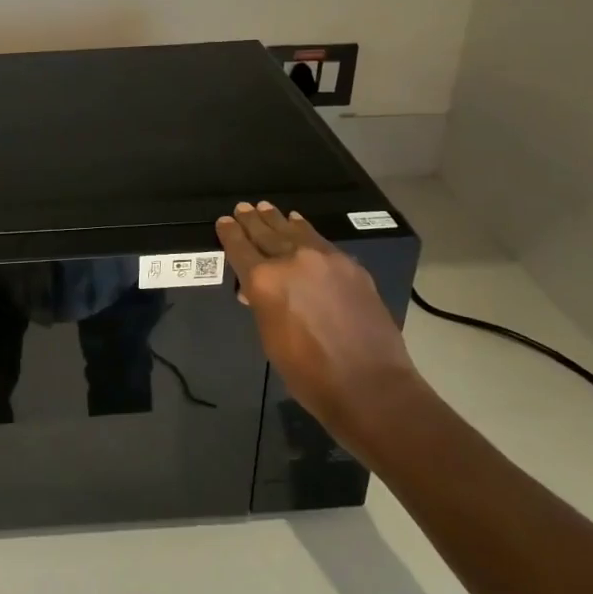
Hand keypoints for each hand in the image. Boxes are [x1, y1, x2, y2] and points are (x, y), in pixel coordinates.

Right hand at [215, 202, 420, 440]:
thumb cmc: (308, 373)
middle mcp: (292, 260)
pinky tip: (300, 225)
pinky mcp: (350, 266)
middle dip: (251, 221)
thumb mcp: (270, 338)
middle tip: (242, 208)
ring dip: (278, 220)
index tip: (223, 221)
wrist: (369, 384)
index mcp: (264, 281)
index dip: (229, 234)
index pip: (240, 248)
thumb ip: (262, 305)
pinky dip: (305, 230)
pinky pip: (320, 241)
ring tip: (266, 209)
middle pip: (266, 233)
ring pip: (295, 231)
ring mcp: (325, 259)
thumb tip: (255, 291)